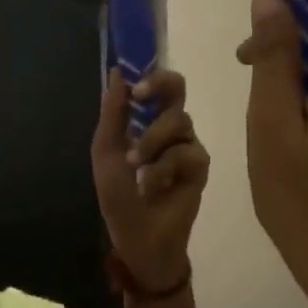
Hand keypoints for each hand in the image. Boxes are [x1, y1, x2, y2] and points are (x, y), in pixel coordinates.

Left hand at [91, 68, 209, 290]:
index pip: (155, 85)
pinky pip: (186, 152)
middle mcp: (169, 126)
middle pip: (178, 88)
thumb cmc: (119, 195)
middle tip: (140, 97)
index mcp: (145, 120)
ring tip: (135, 165)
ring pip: (178, 120)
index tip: (132, 83)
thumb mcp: (107, 151)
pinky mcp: (200, 166)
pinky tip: (152, 186)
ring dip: (151, 141)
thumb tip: (117, 71)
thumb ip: (113, 113)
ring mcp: (187, 144)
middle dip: (159, 86)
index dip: (147, 75)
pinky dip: (163, 168)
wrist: (137, 235)